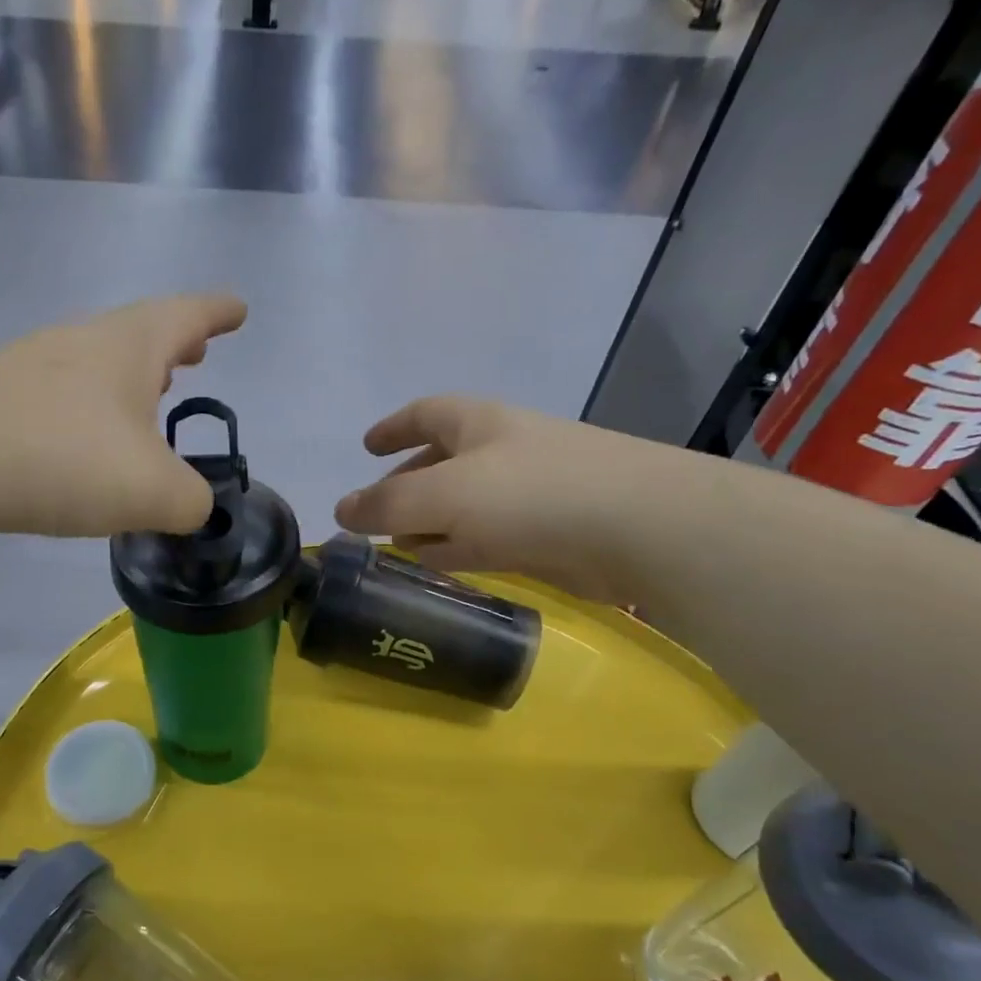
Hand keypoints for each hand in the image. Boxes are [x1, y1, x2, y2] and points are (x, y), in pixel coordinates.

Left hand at [0, 294, 244, 542]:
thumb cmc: (62, 459)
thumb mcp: (154, 492)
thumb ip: (192, 501)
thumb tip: (192, 506)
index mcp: (128, 347)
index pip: (187, 316)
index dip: (218, 313)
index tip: (238, 309)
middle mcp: (79, 343)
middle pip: (138, 334)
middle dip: (173, 345)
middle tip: (196, 356)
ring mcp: (30, 367)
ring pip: (95, 365)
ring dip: (128, 380)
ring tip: (147, 403)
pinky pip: (59, 399)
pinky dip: (88, 413)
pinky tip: (84, 446)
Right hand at [333, 396, 709, 603]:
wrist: (639, 527)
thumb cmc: (531, 494)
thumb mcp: (443, 495)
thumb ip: (386, 505)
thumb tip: (340, 510)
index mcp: (478, 424)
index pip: (425, 414)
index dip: (392, 428)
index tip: (366, 446)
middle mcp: (502, 450)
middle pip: (442, 461)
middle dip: (406, 484)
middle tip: (376, 512)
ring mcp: (529, 492)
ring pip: (465, 504)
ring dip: (431, 522)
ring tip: (398, 547)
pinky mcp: (548, 533)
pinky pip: (489, 536)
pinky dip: (460, 547)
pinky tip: (441, 567)